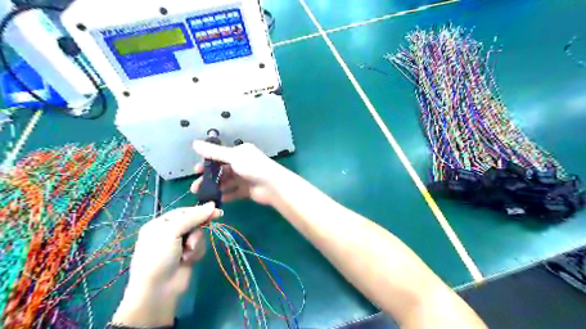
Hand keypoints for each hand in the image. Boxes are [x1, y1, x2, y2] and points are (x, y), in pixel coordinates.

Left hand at [111, 203, 219, 326]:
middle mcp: (170, 232)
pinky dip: (196, 252)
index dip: (199, 211)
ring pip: (199, 235)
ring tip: (187, 254)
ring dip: (196, 243)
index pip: (184, 211)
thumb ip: (193, 217)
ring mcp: (179, 245)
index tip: (216, 211)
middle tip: (202, 234)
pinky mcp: (188, 255)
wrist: (158, 290)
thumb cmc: (159, 257)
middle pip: (194, 222)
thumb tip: (212, 204)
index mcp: (160, 224)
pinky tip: (188, 260)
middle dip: (196, 230)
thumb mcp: (172, 232)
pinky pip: (200, 246)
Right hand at [192, 142, 290, 204]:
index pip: (220, 156)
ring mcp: (244, 178)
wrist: (273, 186)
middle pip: (221, 171)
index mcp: (240, 153)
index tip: (195, 170)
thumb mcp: (233, 157)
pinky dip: (224, 195)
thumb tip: (194, 143)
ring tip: (202, 195)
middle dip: (208, 178)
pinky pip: (233, 192)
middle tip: (195, 187)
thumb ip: (214, 152)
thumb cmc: (253, 167)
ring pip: (226, 182)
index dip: (207, 163)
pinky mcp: (246, 191)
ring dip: (214, 187)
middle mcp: (241, 164)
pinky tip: (215, 200)